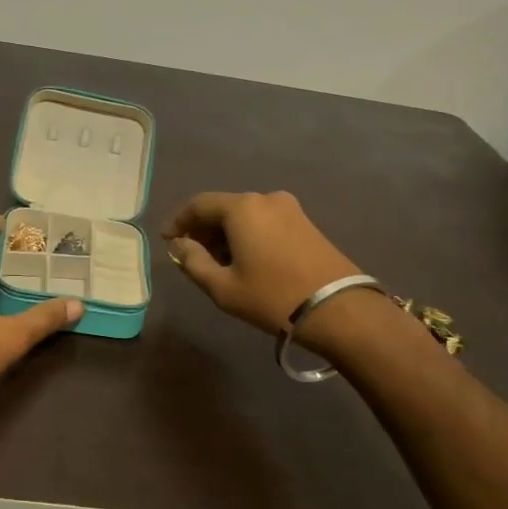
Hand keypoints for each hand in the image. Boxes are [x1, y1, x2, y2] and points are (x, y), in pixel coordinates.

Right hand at [162, 191, 361, 336]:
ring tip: (218, 263)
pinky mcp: (306, 223)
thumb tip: (180, 245)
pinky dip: (248, 235)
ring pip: (245, 216)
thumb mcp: (223, 287)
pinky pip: (265, 222)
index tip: (168, 240)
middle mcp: (265, 199)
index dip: (179, 221)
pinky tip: (246, 261)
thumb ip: (193, 262)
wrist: (340, 309)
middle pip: (223, 208)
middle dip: (203, 229)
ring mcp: (290, 209)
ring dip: (226, 234)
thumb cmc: (272, 297)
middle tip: (192, 255)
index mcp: (241, 208)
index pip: (198, 204)